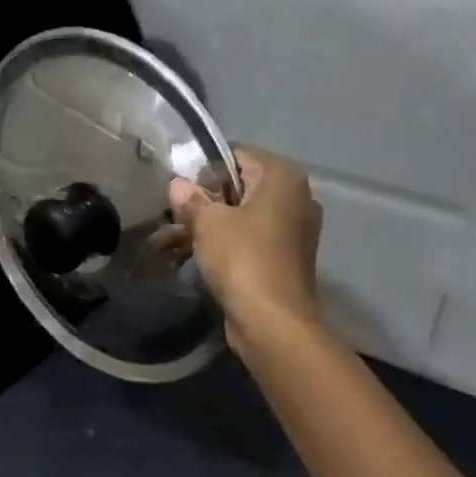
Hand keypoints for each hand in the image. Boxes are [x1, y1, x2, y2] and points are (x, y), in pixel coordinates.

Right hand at [169, 147, 322, 348]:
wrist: (272, 320)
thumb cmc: (242, 259)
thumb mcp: (208, 223)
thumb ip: (191, 200)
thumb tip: (178, 185)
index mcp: (283, 177)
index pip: (237, 156)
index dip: (205, 171)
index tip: (182, 193)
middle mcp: (297, 197)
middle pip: (242, 187)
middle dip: (208, 201)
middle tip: (177, 217)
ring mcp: (296, 230)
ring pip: (245, 216)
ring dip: (213, 226)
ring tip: (179, 241)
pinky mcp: (288, 258)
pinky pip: (252, 240)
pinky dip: (229, 245)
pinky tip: (200, 258)